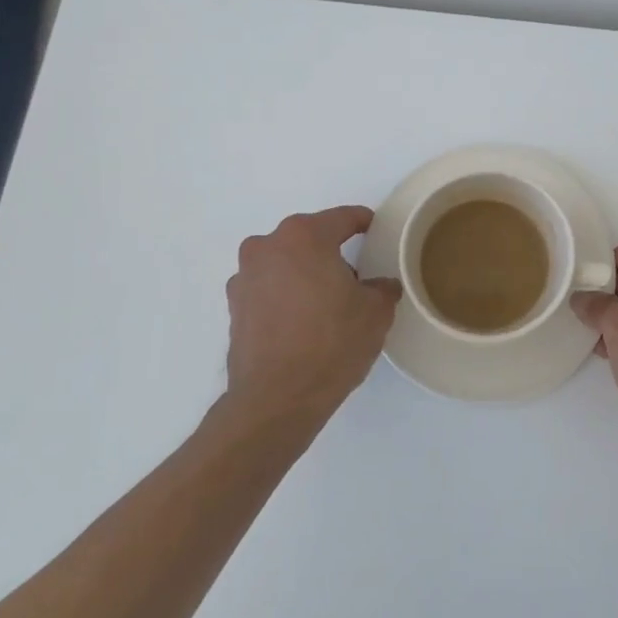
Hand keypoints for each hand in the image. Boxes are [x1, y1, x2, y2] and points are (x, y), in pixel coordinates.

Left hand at [223, 206, 402, 419]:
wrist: (277, 399)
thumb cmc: (332, 342)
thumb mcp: (376, 311)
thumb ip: (382, 287)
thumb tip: (379, 285)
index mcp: (304, 236)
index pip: (342, 218)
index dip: (363, 222)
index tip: (376, 231)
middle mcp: (267, 247)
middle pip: (308, 238)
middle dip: (330, 252)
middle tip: (355, 276)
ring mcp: (244, 277)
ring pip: (285, 263)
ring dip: (304, 274)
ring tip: (327, 304)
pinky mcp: (234, 308)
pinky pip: (268, 290)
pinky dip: (285, 297)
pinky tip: (303, 323)